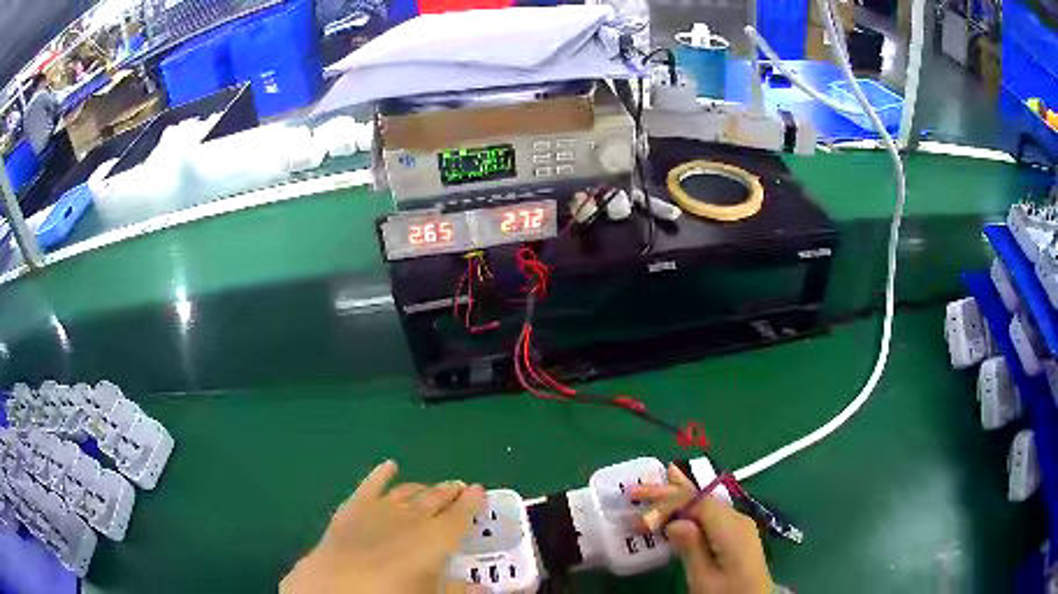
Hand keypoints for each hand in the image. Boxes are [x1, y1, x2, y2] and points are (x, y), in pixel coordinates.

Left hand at [280, 460, 486, 593]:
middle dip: (449, 491)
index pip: (462, 514)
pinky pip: (371, 485)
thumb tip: (484, 591)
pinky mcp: (354, 506)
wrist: (339, 585)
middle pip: (436, 498)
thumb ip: (459, 590)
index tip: (480, 489)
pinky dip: (381, 474)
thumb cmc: (394, 593)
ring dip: (421, 487)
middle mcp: (413, 516)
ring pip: (408, 491)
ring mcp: (381, 507)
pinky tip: (388, 465)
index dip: (472, 501)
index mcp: (438, 536)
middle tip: (459, 486)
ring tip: (430, 487)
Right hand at [631, 464, 771, 593]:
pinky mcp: (737, 535)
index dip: (667, 502)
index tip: (640, 510)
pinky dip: (693, 506)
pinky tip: (684, 499)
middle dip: (671, 491)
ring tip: (665, 475)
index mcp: (731, 528)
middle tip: (639, 487)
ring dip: (682, 494)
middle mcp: (737, 519)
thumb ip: (691, 548)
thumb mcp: (704, 578)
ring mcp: (739, 526)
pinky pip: (712, 514)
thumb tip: (674, 521)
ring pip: (707, 503)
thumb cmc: (726, 593)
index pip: (696, 502)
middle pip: (701, 498)